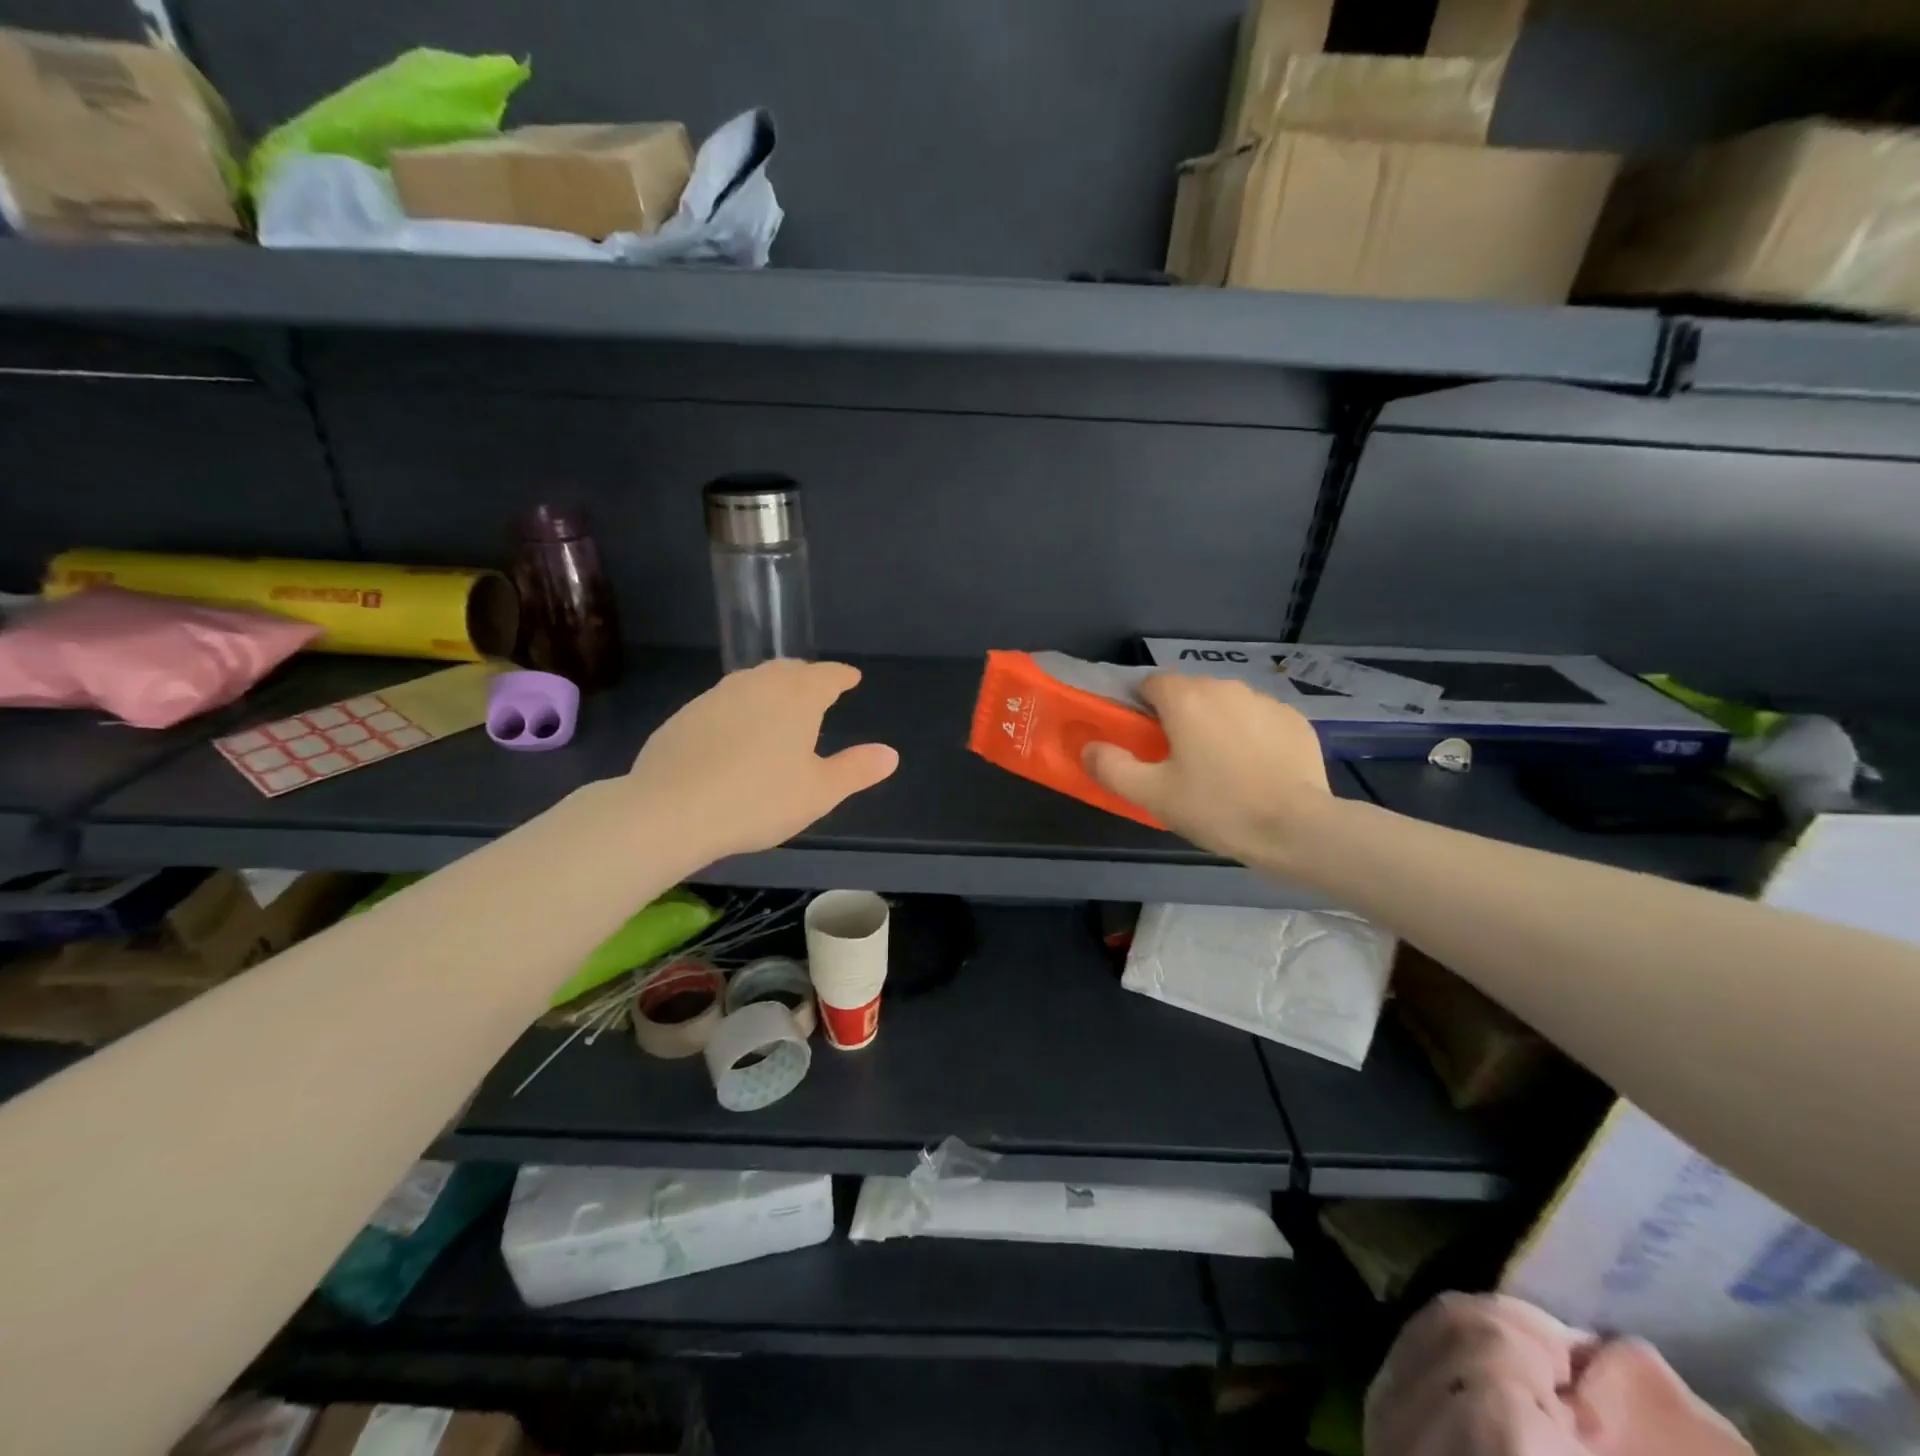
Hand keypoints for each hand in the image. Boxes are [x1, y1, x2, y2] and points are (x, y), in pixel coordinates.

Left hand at [626, 660, 898, 863]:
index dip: (842, 676)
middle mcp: (757, 684)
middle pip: (788, 670)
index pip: (827, 675)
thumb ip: (856, 770)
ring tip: (778, 708)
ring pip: (752, 682)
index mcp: (797, 697)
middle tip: (817, 690)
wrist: (670, 810)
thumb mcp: (819, 792)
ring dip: (771, 689)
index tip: (851, 678)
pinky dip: (739, 709)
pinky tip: (735, 734)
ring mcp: (715, 697)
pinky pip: (723, 702)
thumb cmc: (758, 799)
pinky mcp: (684, 716)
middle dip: (807, 677)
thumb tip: (890, 754)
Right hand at [1083, 674, 1332, 870]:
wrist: (1297, 828)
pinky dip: (1251, 736)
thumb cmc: (1217, 807)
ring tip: (1220, 768)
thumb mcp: (1153, 795)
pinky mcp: (1295, 720)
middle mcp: (1225, 687)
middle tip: (1178, 761)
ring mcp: (1265, 701)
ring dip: (1216, 725)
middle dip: (1179, 717)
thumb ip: (1112, 767)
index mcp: (1186, 698)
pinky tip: (1255, 770)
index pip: (1150, 683)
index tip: (1144, 740)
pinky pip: (1259, 719)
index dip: (1141, 708)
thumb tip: (1089, 748)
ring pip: (1226, 704)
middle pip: (1189, 692)